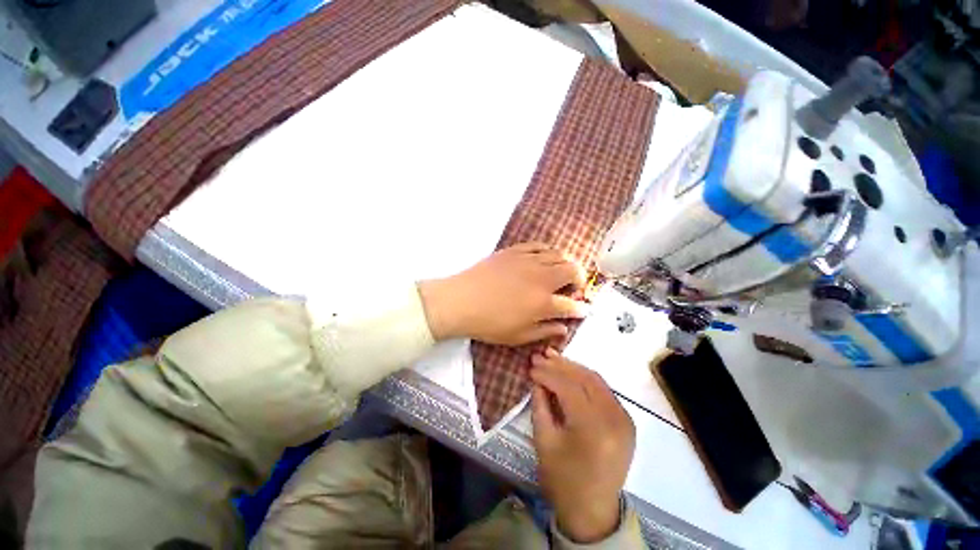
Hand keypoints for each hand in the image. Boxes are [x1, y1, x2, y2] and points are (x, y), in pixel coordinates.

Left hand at [417, 243, 587, 345]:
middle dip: (580, 279)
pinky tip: (544, 257)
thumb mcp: (518, 336)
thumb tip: (564, 328)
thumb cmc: (489, 323)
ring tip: (560, 272)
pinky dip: (547, 251)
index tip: (583, 309)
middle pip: (572, 271)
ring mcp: (528, 261)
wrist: (461, 301)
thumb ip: (545, 331)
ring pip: (559, 255)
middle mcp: (541, 278)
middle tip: (574, 287)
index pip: (572, 304)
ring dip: (566, 264)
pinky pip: (539, 245)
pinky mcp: (515, 251)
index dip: (581, 308)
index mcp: (543, 303)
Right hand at [530, 349, 635, 543]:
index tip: (530, 365)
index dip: (547, 373)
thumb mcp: (544, 440)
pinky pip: (603, 390)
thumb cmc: (563, 479)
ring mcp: (624, 418)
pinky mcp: (626, 420)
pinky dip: (585, 379)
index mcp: (593, 428)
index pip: (568, 387)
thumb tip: (537, 377)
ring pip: (596, 380)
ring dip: (573, 367)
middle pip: (584, 378)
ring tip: (553, 358)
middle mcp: (614, 418)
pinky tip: (570, 373)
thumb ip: (540, 403)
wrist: (592, 510)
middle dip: (560, 364)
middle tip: (540, 355)